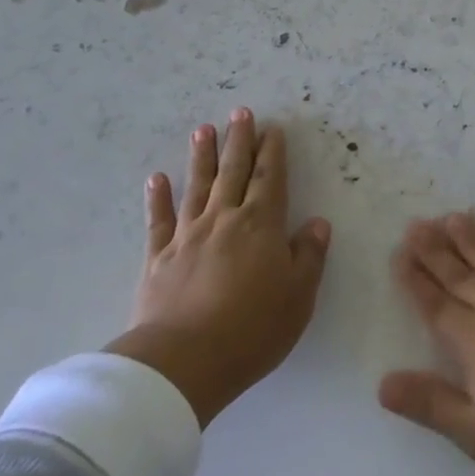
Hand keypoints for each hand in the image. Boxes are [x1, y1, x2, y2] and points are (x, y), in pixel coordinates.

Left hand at [105, 108, 331, 426]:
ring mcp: (188, 236)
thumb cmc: (252, 329)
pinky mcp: (158, 259)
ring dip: (201, 157)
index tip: (272, 128)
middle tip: (239, 112)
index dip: (272, 151)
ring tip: (202, 130)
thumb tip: (317, 223)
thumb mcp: (298, 296)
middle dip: (239, 141)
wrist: (183, 363)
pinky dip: (158, 198)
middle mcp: (224, 220)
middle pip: (233, 172)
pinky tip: (157, 179)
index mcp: (261, 225)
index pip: (270, 178)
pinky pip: (159, 221)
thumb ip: (309, 255)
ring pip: (197, 187)